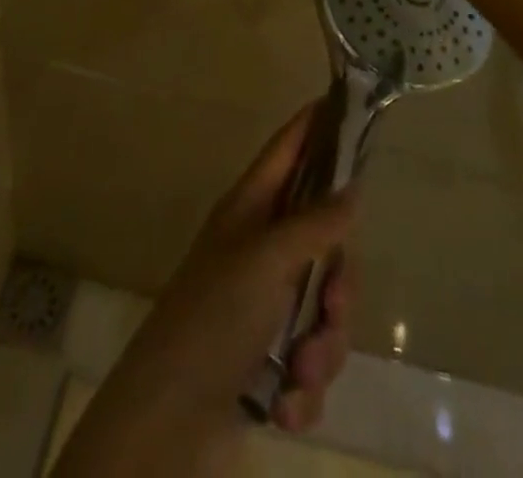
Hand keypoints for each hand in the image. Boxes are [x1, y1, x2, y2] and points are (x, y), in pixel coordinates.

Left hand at [53, 108, 356, 476]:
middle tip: (332, 304)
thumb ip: (314, 225)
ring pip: (326, 311)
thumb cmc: (214, 316)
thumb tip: (352, 188)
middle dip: (337, 285)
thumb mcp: (266, 260)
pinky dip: (303, 390)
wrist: (169, 418)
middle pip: (325, 242)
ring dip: (321, 349)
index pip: (287, 150)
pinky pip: (312, 362)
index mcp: (251, 210)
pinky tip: (281, 405)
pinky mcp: (270, 361)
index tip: (344, 103)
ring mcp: (266, 306)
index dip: (313, 126)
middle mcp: (262, 249)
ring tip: (298, 369)